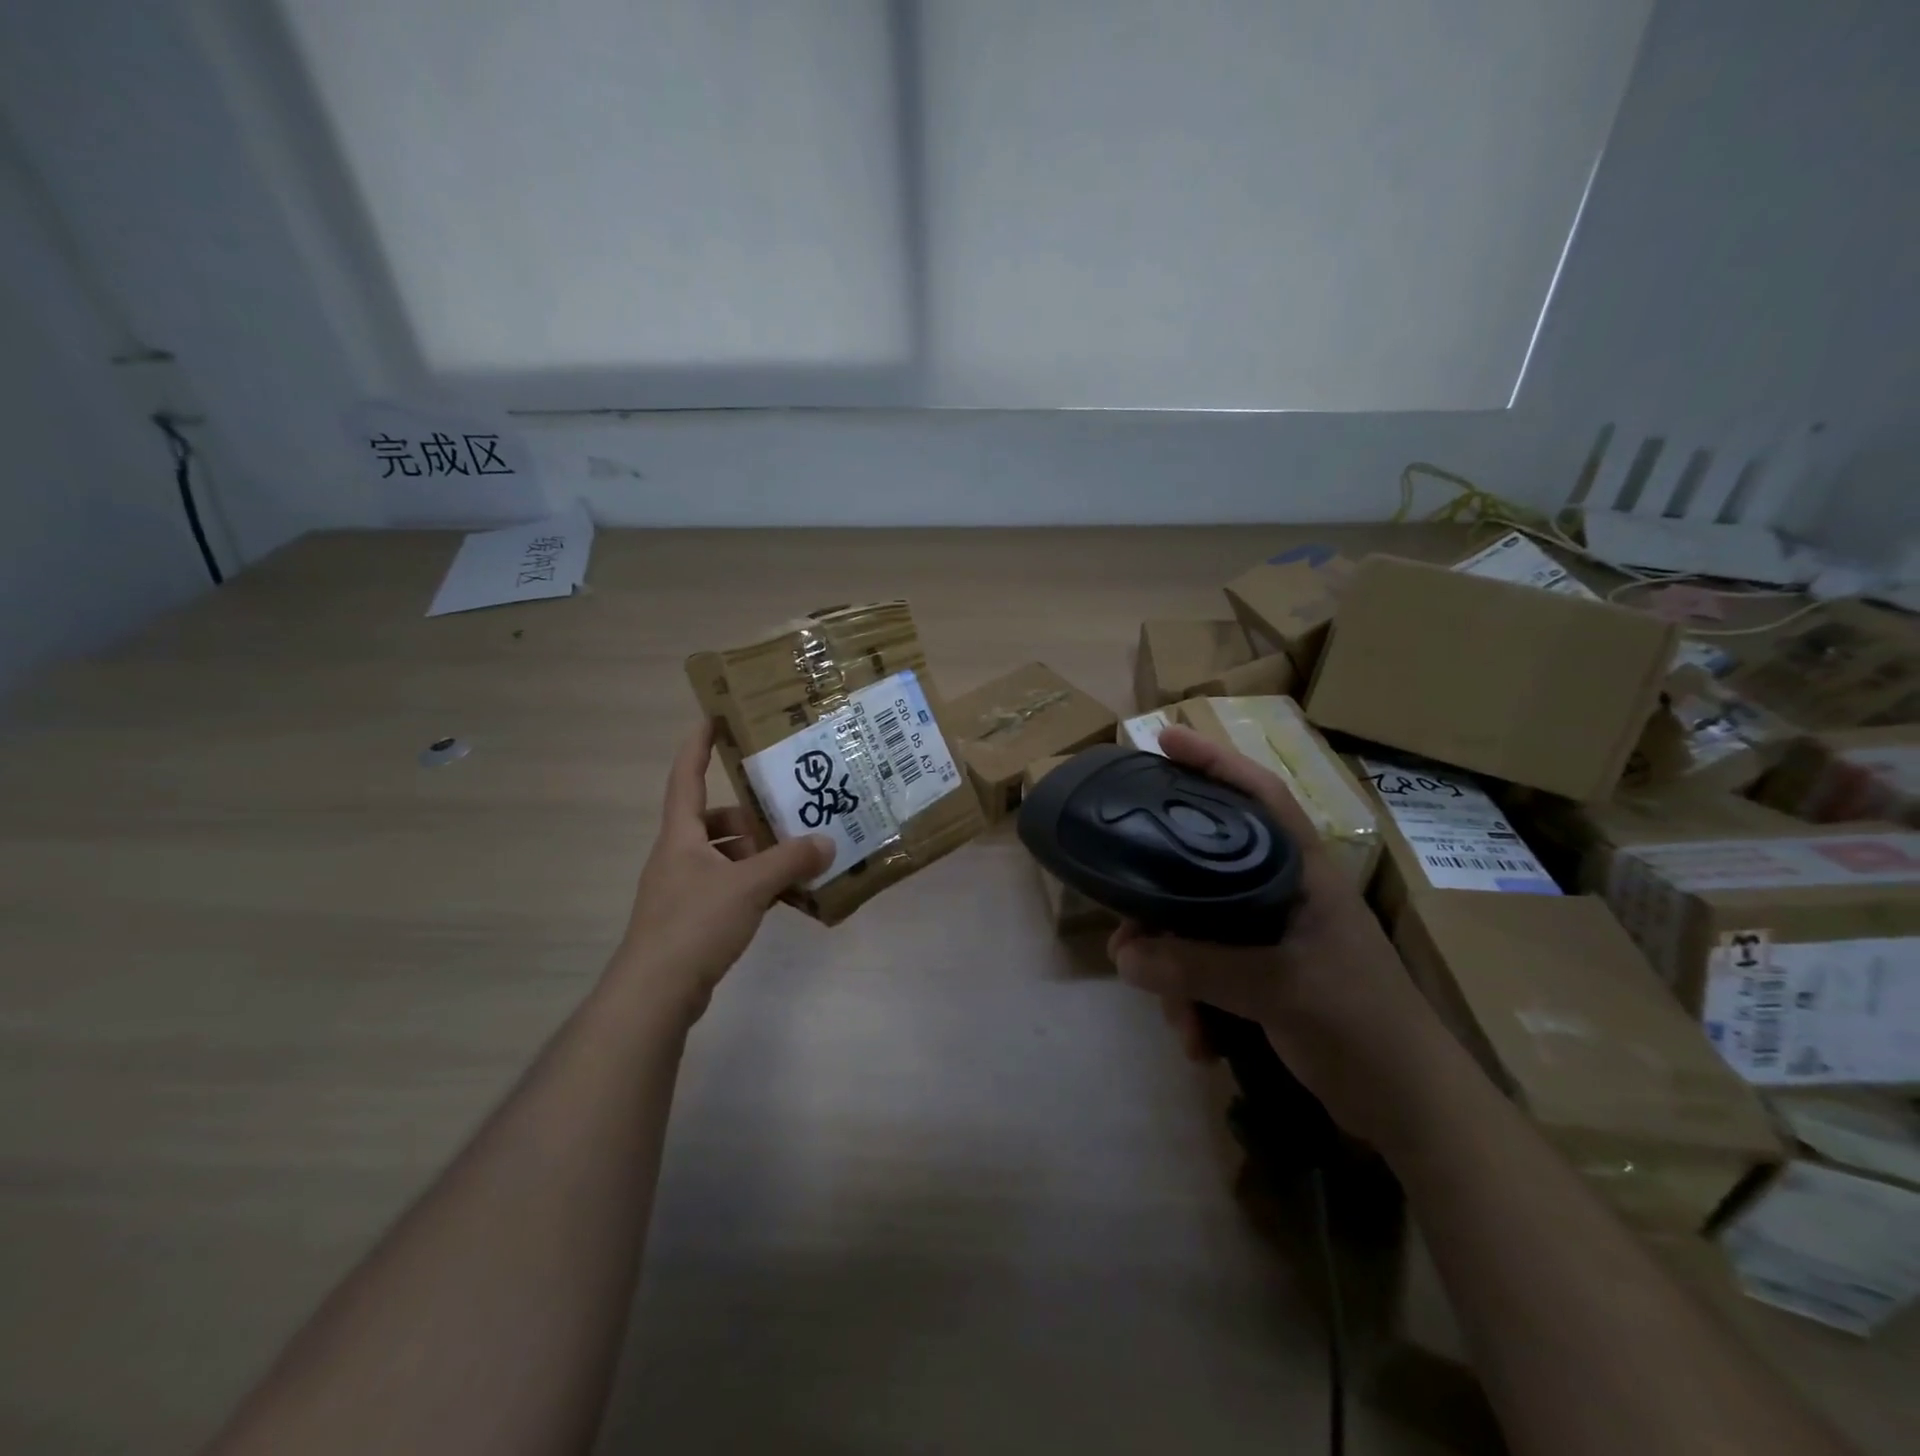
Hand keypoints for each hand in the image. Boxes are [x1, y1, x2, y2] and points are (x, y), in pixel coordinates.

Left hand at [610, 723, 830, 1026]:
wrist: (655, 993)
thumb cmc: (694, 924)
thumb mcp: (748, 886)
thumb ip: (790, 861)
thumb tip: (827, 842)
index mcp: (680, 837)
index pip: (685, 778)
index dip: (696, 747)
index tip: (712, 718)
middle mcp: (677, 857)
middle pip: (711, 821)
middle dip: (746, 816)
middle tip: (783, 816)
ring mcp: (681, 890)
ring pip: (721, 857)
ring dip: (753, 854)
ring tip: (792, 859)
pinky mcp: (690, 920)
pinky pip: (726, 888)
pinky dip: (751, 885)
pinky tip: (782, 896)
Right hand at [1109, 725, 1445, 1141]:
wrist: (1411, 1109)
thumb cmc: (1360, 1024)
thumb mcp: (1277, 988)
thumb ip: (1196, 967)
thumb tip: (1122, 954)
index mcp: (1301, 872)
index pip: (1258, 794)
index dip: (1214, 760)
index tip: (1164, 739)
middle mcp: (1283, 893)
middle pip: (1206, 866)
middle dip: (1163, 903)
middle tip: (1124, 921)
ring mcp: (1273, 936)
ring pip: (1199, 927)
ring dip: (1177, 974)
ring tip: (1178, 1019)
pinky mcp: (1266, 976)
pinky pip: (1208, 971)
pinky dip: (1195, 1002)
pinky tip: (1199, 1042)